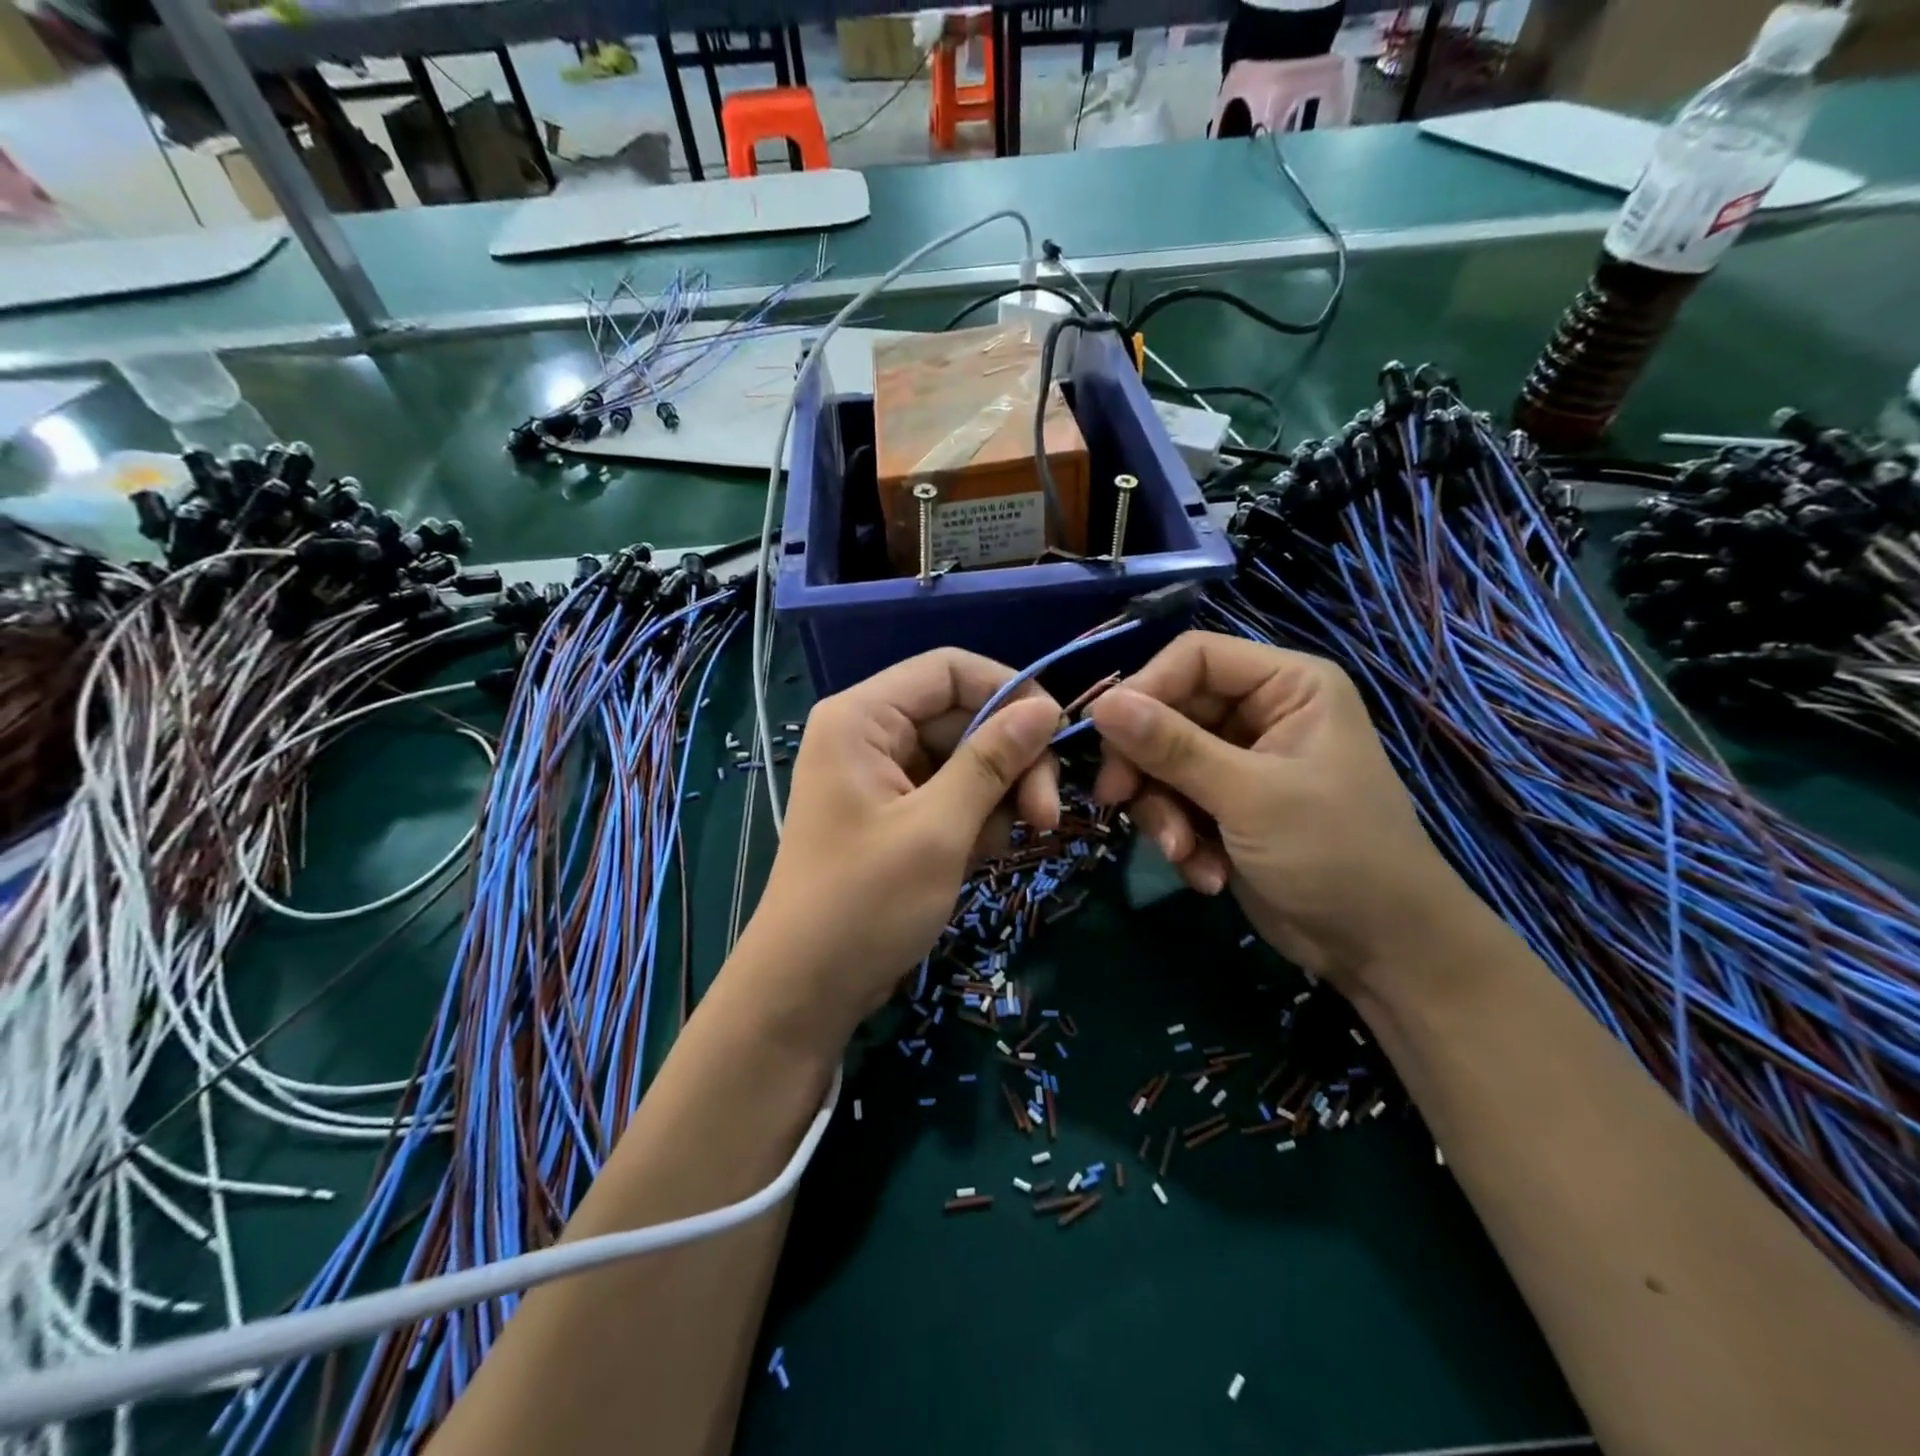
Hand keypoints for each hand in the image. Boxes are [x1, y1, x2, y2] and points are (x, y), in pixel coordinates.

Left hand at [738, 649, 1061, 1047]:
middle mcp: (870, 735)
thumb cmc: (864, 903)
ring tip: (1006, 846)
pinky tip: (981, 858)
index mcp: (863, 718)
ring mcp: (882, 776)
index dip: (1009, 691)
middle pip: (963, 717)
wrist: (806, 991)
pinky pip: (951, 794)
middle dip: (1011, 761)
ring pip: (964, 759)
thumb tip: (1045, 709)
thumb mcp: (938, 829)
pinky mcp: (894, 814)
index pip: (949, 669)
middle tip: (1046, 817)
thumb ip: (992, 761)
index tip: (1056, 735)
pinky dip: (975, 820)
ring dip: (998, 797)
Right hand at [1089, 631, 1474, 987]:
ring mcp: (1239, 761)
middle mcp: (1260, 713)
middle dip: (1146, 766)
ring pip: (1161, 762)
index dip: (1145, 688)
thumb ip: (1172, 747)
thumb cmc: (1334, 854)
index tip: (1104, 732)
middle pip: (1168, 712)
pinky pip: (1174, 801)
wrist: (1380, 949)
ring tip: (1183, 853)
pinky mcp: (1225, 805)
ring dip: (1162, 812)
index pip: (1195, 657)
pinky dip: (1180, 837)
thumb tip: (1101, 704)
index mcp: (1286, 686)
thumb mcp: (1249, 796)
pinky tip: (1206, 873)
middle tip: (1117, 800)